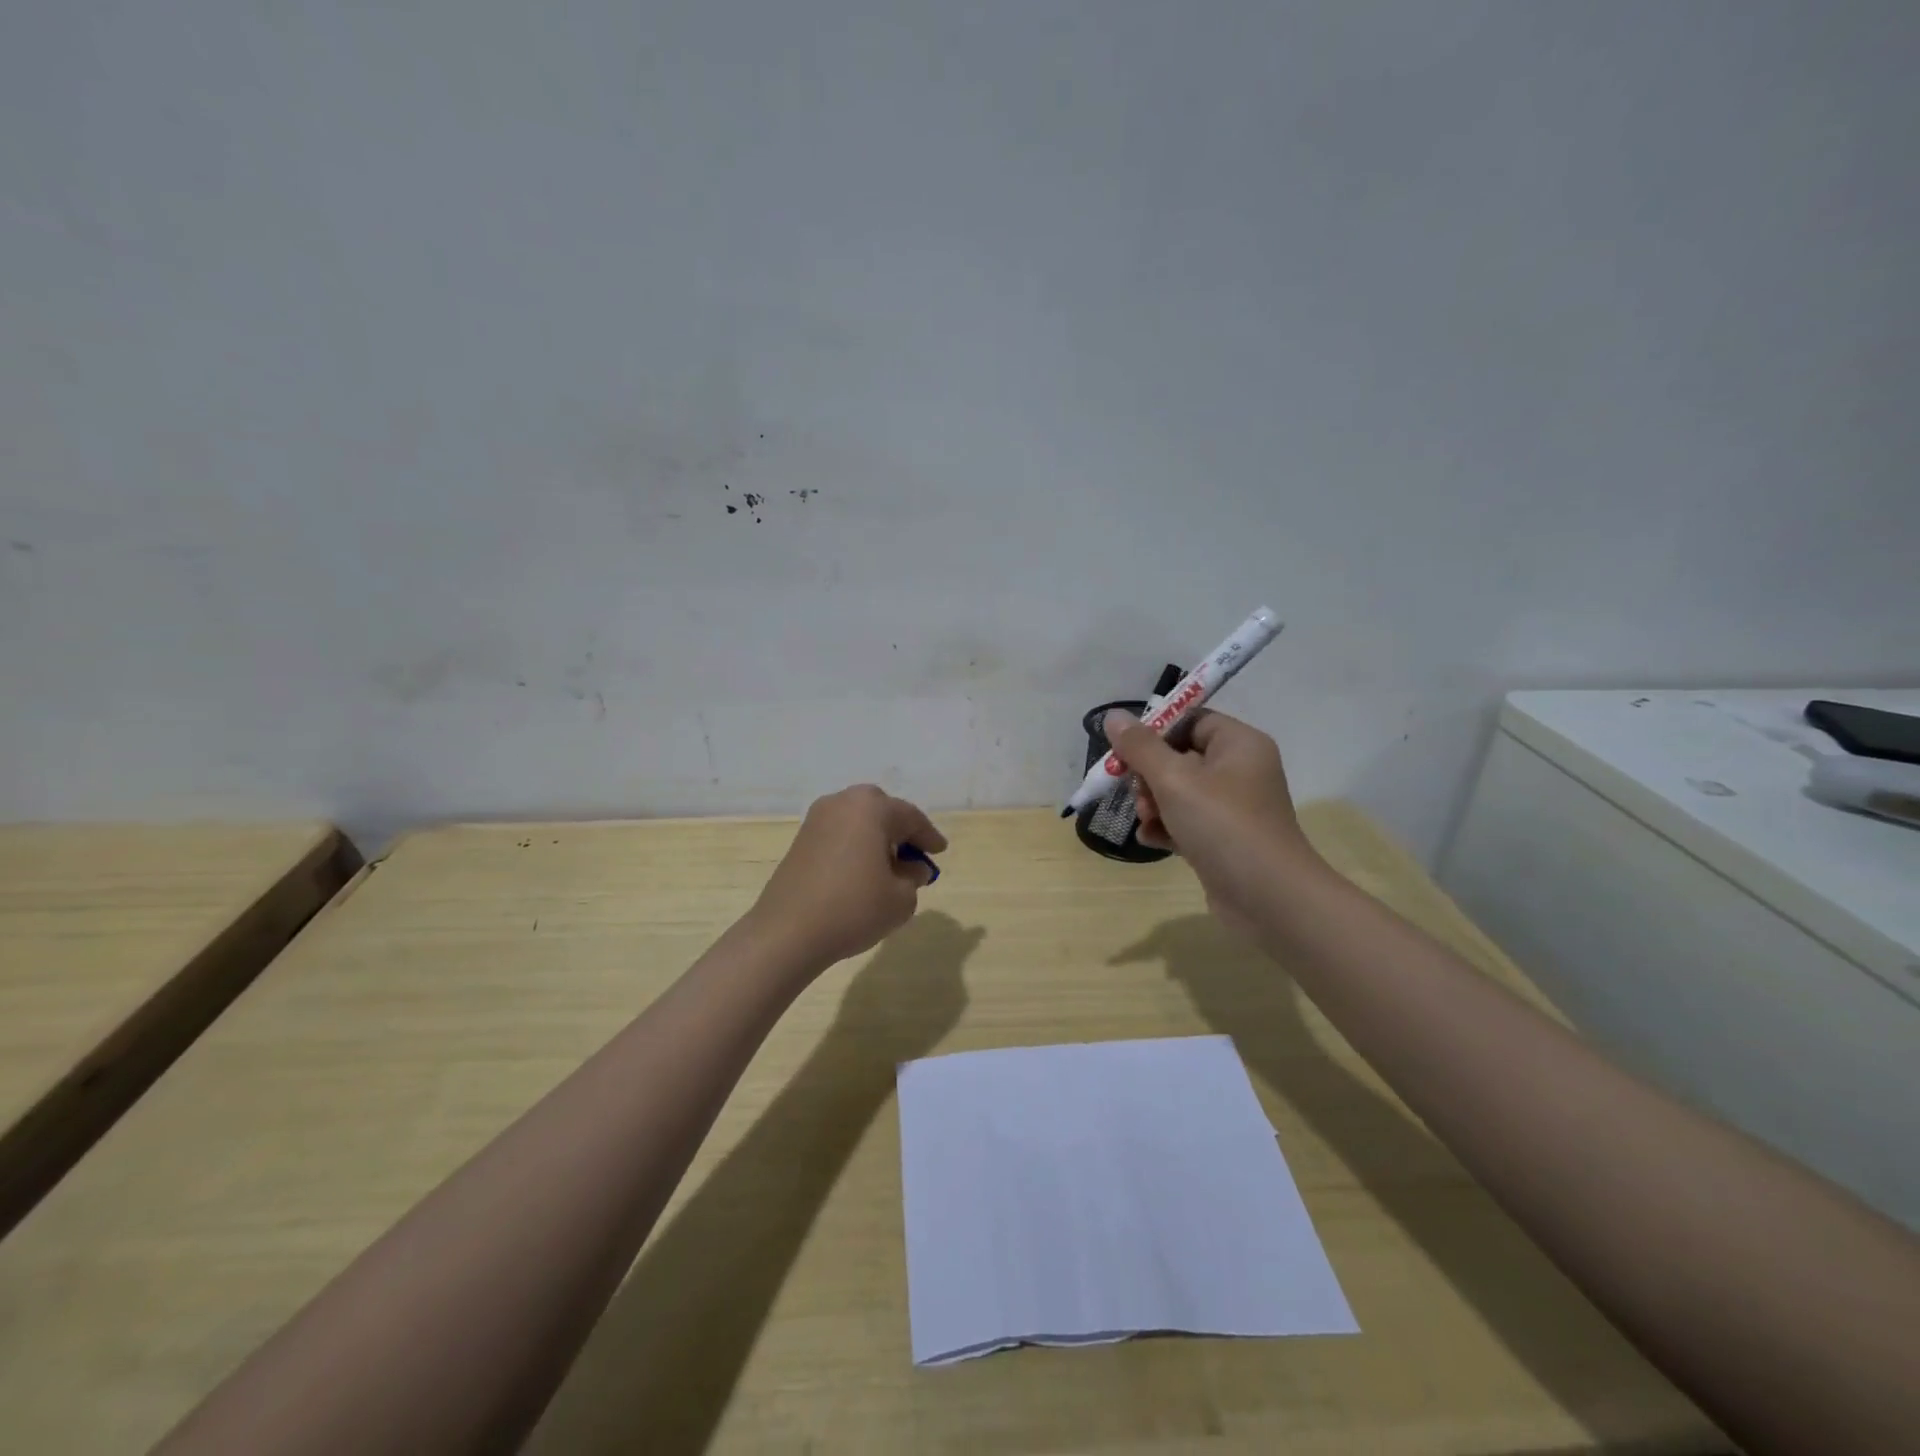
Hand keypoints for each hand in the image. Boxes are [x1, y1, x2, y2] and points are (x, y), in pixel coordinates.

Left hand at [749, 785, 947, 972]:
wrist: (788, 932)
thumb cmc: (854, 908)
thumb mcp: (901, 898)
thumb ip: (914, 877)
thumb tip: (912, 868)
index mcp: (871, 808)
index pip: (910, 817)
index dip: (928, 836)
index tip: (940, 851)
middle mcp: (842, 802)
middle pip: (881, 810)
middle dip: (899, 829)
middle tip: (914, 853)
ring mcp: (816, 819)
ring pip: (857, 821)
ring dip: (875, 837)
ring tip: (888, 866)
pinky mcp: (800, 840)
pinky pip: (839, 834)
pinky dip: (855, 846)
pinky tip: (861, 872)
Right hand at [1104, 709, 1324, 931]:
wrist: (1269, 899)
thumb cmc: (1223, 825)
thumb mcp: (1174, 780)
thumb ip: (1140, 747)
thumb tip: (1113, 716)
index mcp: (1239, 744)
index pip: (1190, 720)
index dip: (1155, 732)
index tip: (1125, 751)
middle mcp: (1240, 770)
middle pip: (1179, 757)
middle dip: (1149, 776)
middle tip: (1137, 794)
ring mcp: (1233, 808)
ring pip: (1179, 792)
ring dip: (1153, 803)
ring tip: (1145, 820)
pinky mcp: (1224, 840)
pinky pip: (1186, 822)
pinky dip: (1166, 827)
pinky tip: (1150, 839)